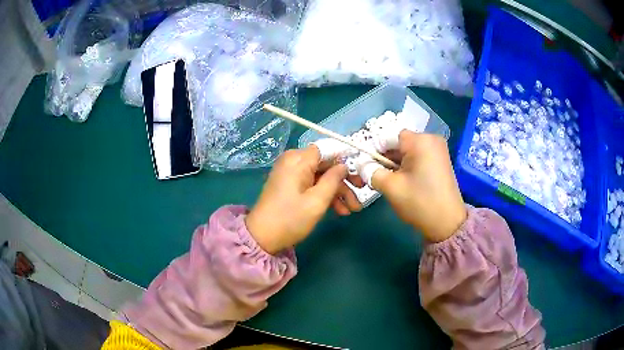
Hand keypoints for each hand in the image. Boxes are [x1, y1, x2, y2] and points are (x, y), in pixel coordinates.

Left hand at [246, 147, 361, 253]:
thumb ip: (333, 179)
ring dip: (337, 192)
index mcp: (298, 159)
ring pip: (321, 176)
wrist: (262, 237)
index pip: (328, 149)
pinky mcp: (290, 185)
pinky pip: (312, 184)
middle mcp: (294, 161)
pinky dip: (325, 195)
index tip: (362, 171)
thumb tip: (343, 165)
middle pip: (326, 164)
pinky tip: (339, 210)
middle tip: (360, 194)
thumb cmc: (290, 219)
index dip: (346, 158)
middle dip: (344, 181)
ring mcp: (291, 174)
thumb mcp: (317, 201)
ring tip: (352, 210)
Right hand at [371, 131, 466, 241]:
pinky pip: (418, 157)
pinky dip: (407, 166)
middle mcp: (431, 139)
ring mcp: (438, 150)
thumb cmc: (419, 202)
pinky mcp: (440, 160)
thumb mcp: (390, 187)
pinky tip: (402, 180)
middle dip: (385, 157)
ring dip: (395, 163)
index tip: (365, 165)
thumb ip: (371, 171)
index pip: (388, 136)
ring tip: (387, 180)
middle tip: (374, 175)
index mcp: (420, 140)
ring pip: (408, 151)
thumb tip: (361, 164)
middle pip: (399, 143)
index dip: (374, 149)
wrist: (447, 223)